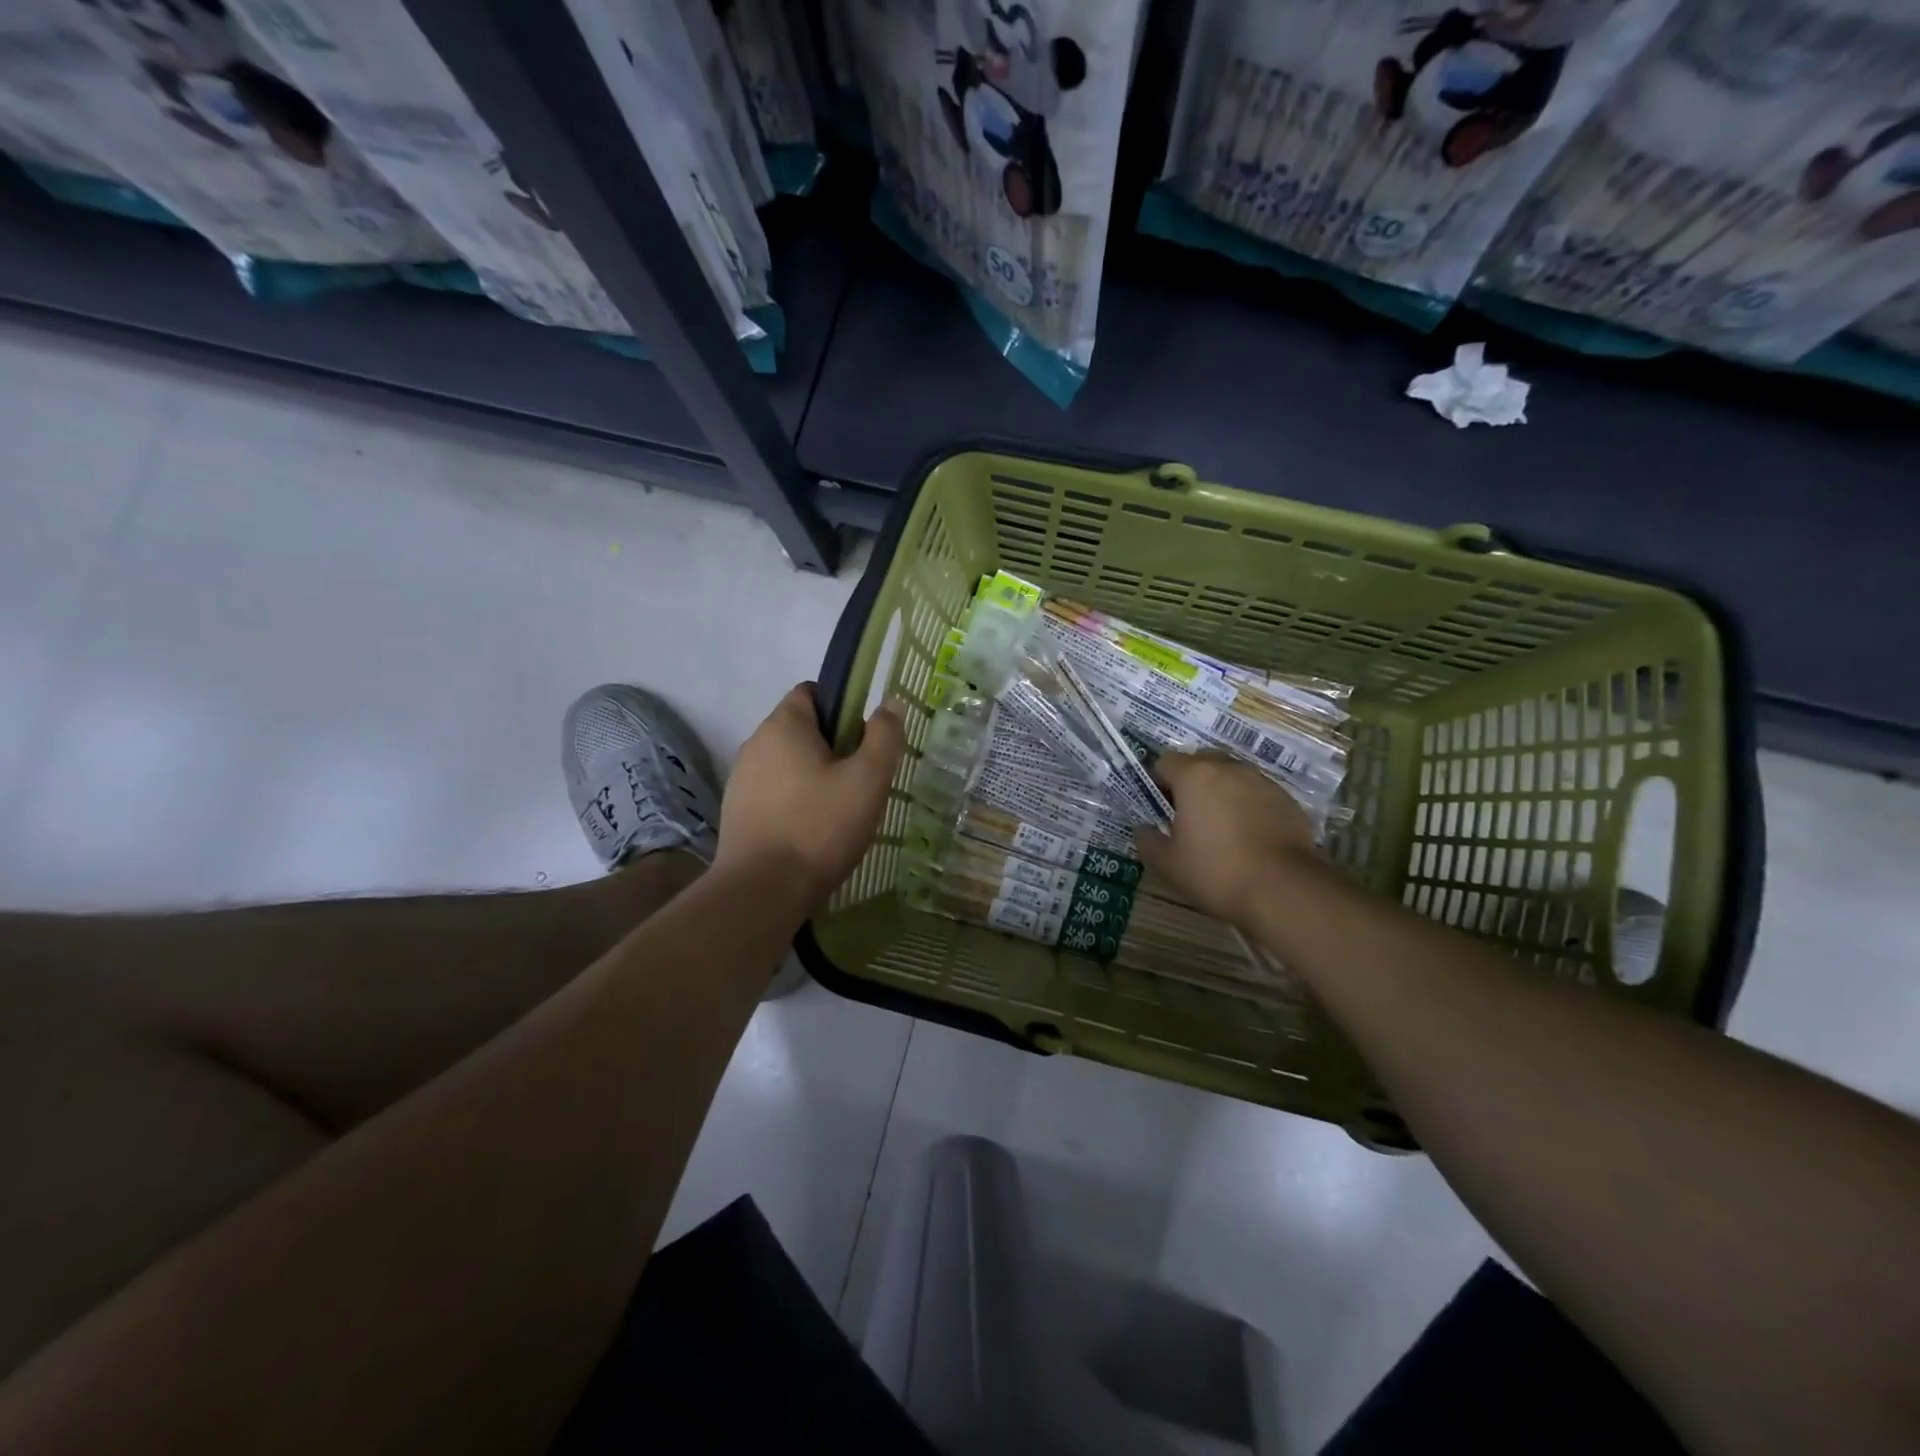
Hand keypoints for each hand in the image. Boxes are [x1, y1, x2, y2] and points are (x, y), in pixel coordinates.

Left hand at [715, 683, 905, 910]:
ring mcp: (741, 780)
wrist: (762, 892)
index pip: (812, 692)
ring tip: (841, 812)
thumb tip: (889, 703)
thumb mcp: (867, 780)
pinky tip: (814, 832)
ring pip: (789, 764)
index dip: (843, 706)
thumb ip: (883, 736)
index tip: (865, 739)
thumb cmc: (819, 827)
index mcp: (783, 726)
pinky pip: (775, 793)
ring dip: (815, 777)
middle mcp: (755, 745)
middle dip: (834, 747)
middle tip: (861, 781)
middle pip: (802, 730)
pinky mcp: (737, 813)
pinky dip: (796, 802)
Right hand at [1133, 752, 1315, 927]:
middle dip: (1192, 781)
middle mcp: (1229, 769)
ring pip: (1233, 776)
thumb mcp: (1167, 864)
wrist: (1283, 889)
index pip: (1165, 762)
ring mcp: (1262, 782)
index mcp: (1194, 776)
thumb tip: (1143, 829)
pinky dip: (1249, 806)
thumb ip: (1148, 840)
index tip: (1161, 808)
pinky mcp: (1287, 800)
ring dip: (1222, 791)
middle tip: (1189, 814)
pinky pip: (1258, 794)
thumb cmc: (1215, 871)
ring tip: (1222, 827)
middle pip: (1202, 761)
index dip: (1158, 782)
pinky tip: (1250, 837)